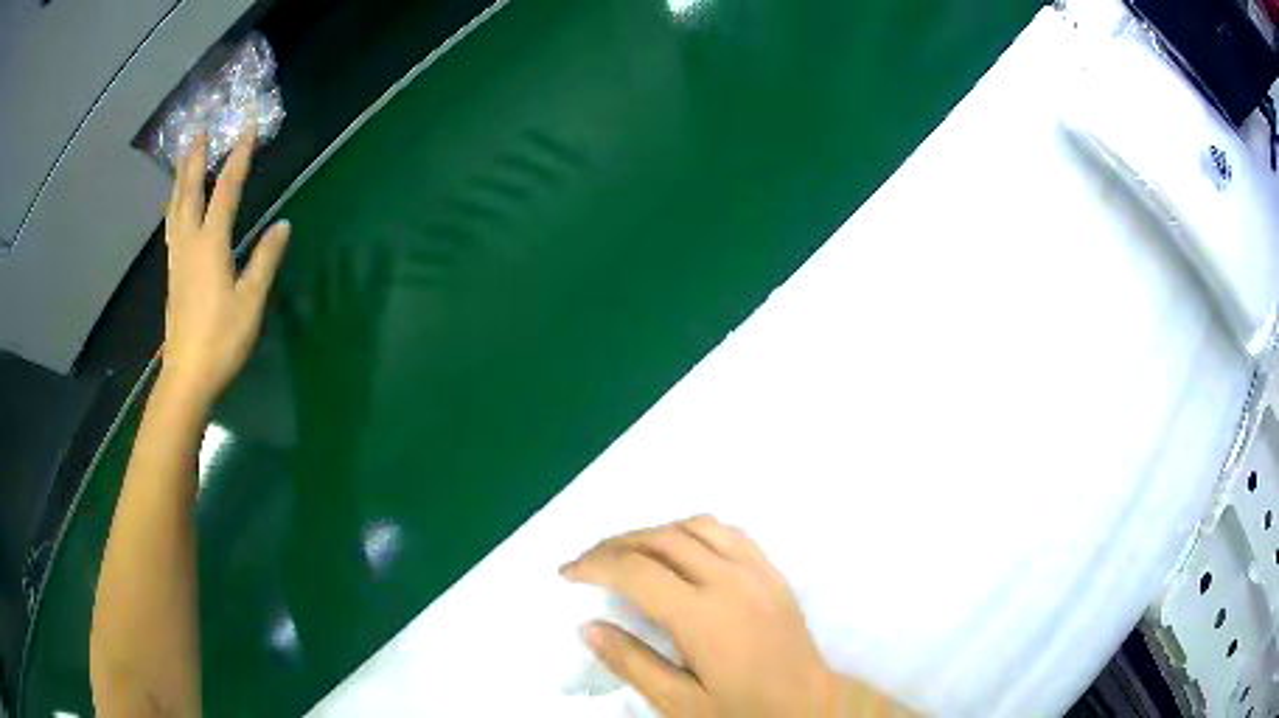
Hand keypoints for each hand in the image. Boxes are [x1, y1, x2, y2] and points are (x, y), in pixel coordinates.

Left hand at [160, 128, 290, 407]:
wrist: (187, 376)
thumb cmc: (221, 340)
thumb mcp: (251, 302)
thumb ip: (265, 260)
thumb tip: (283, 224)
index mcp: (211, 245)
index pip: (226, 191)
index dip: (238, 158)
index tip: (247, 128)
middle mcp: (190, 243)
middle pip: (190, 192)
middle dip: (195, 159)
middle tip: (198, 129)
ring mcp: (177, 259)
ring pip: (176, 209)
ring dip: (180, 178)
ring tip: (183, 157)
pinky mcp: (173, 275)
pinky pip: (172, 227)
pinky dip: (175, 205)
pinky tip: (176, 206)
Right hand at [561, 516, 902, 716]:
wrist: (811, 706)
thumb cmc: (744, 711)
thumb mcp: (681, 704)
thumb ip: (633, 663)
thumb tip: (589, 627)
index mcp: (703, 616)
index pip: (635, 572)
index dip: (593, 566)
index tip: (566, 573)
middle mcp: (731, 580)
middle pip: (662, 539)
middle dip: (616, 544)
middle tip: (587, 562)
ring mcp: (758, 571)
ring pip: (696, 526)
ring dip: (654, 532)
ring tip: (628, 554)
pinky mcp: (774, 573)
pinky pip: (729, 533)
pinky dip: (693, 531)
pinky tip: (682, 552)